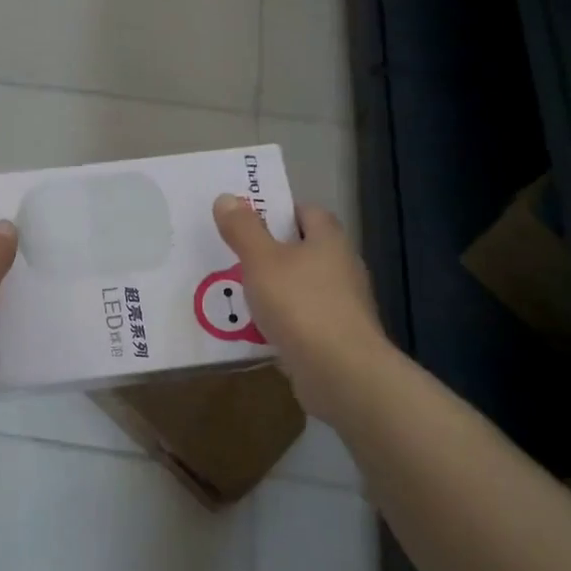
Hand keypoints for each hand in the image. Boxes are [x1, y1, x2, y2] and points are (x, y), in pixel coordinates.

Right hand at [213, 194, 389, 422]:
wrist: (341, 372)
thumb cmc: (300, 305)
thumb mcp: (261, 261)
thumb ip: (243, 229)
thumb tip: (227, 197)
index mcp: (329, 241)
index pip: (307, 212)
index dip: (279, 211)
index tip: (247, 219)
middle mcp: (342, 267)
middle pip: (304, 249)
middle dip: (271, 252)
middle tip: (234, 255)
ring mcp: (343, 305)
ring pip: (301, 286)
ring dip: (274, 289)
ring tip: (237, 293)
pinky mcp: (336, 338)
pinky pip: (302, 319)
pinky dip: (281, 320)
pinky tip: (255, 329)